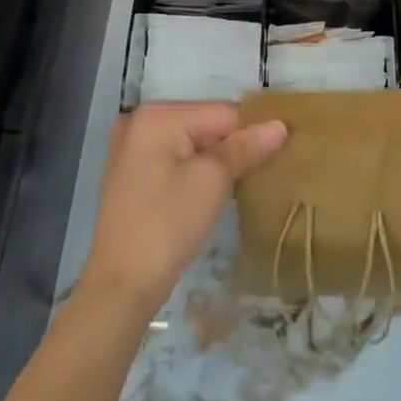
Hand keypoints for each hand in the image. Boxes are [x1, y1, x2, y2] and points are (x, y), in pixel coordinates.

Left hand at [78, 102, 286, 316]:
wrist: (121, 287)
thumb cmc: (167, 226)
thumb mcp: (212, 181)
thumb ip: (246, 148)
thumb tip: (280, 126)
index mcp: (158, 114)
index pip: (222, 113)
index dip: (252, 132)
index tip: (278, 153)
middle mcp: (140, 120)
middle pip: (205, 123)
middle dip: (232, 145)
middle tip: (260, 171)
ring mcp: (131, 147)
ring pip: (191, 142)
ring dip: (215, 158)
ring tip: (241, 180)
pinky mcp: (130, 173)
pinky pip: (174, 157)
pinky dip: (194, 168)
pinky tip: (209, 190)